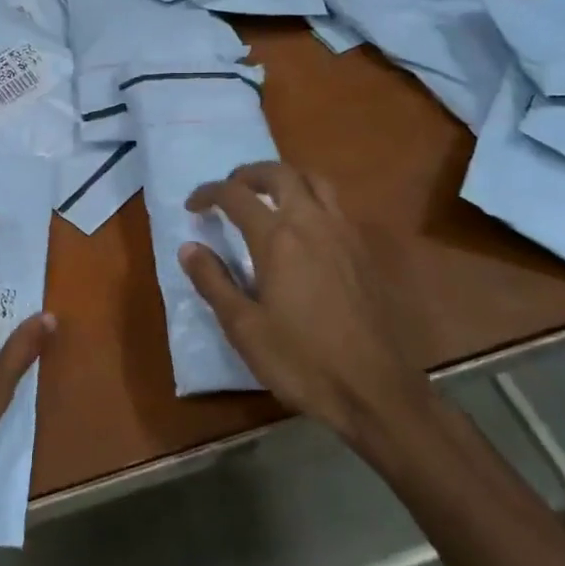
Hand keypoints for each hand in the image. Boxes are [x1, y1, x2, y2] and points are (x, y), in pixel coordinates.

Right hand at [179, 162, 435, 449]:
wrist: (375, 391)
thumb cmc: (301, 360)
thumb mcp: (243, 326)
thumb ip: (213, 281)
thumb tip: (189, 247)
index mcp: (277, 238)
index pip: (236, 195)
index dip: (209, 193)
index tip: (192, 207)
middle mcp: (313, 223)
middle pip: (280, 173)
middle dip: (249, 174)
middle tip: (230, 189)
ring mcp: (345, 235)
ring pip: (316, 182)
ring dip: (286, 179)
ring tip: (268, 198)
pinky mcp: (365, 253)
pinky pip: (336, 207)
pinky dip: (312, 200)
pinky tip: (303, 231)